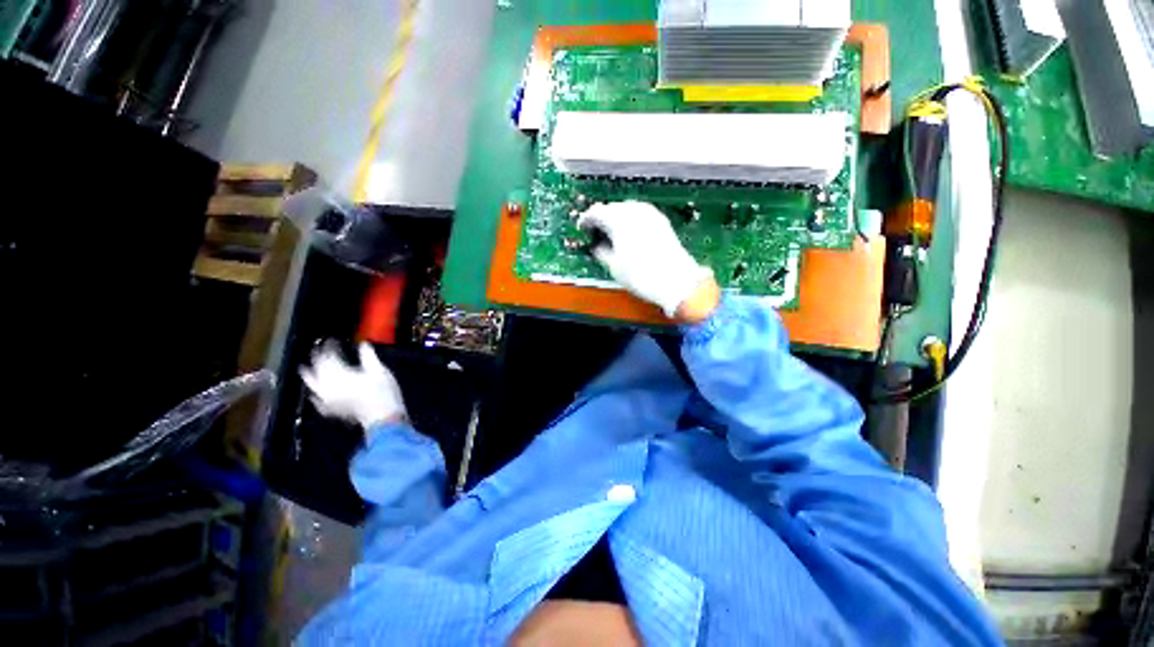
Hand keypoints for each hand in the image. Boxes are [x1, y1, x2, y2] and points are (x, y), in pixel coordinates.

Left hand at [300, 342, 407, 430]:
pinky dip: (314, 393)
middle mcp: (328, 385)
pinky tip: (314, 393)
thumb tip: (363, 343)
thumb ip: (368, 355)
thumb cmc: (383, 391)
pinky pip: (317, 400)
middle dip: (317, 357)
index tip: (331, 339)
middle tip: (318, 350)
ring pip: (312, 384)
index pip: (328, 356)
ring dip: (308, 375)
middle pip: (317, 368)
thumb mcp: (379, 369)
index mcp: (339, 373)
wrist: (382, 417)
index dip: (329, 346)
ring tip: (304, 368)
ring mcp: (327, 399)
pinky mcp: (331, 409)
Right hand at [578, 201, 717, 319]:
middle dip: (602, 218)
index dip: (586, 220)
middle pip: (612, 207)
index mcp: (618, 219)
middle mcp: (633, 210)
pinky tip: (629, 233)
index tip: (582, 228)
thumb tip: (597, 246)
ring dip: (617, 218)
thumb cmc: (640, 275)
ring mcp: (650, 213)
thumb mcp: (614, 266)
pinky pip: (639, 214)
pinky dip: (630, 221)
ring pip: (627, 209)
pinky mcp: (661, 220)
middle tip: (595, 231)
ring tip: (611, 233)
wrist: (676, 281)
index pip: (596, 212)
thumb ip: (601, 251)